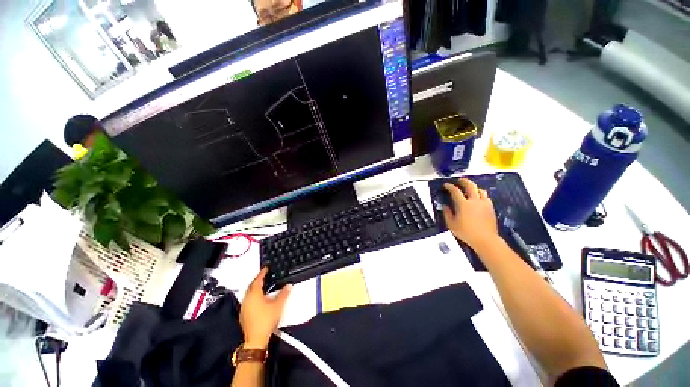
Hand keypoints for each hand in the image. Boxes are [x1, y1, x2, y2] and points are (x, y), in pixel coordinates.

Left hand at [239, 268, 290, 348]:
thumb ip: (284, 294)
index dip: (262, 273)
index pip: (257, 280)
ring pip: (248, 294)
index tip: (266, 268)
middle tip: (264, 276)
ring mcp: (244, 307)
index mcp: (254, 295)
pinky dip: (253, 296)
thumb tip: (289, 285)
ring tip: (262, 286)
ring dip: (254, 288)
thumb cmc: (266, 320)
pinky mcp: (243, 315)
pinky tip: (258, 299)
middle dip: (257, 280)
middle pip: (251, 286)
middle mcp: (247, 299)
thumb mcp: (278, 305)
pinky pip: (247, 300)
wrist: (256, 339)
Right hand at [442, 179, 498, 248]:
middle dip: (464, 181)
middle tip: (459, 181)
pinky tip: (479, 198)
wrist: (485, 239)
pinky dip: (481, 195)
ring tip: (470, 189)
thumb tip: (445, 206)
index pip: (455, 191)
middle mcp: (474, 201)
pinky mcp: (491, 208)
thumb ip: (447, 213)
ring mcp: (484, 203)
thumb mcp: (451, 224)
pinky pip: (486, 197)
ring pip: (480, 190)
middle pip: (470, 186)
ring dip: (474, 188)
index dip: (450, 187)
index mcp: (463, 204)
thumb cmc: (466, 232)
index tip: (446, 185)